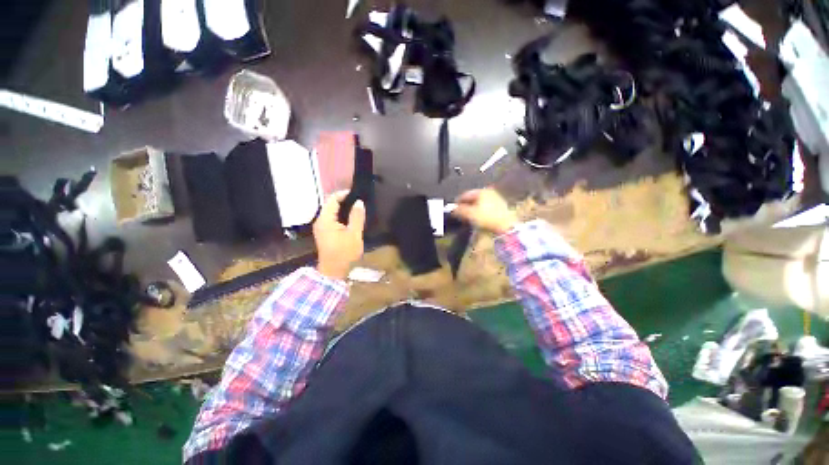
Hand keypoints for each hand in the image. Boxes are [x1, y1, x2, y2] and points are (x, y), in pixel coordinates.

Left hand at [314, 192, 365, 279]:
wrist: (334, 272)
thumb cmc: (344, 253)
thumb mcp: (354, 234)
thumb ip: (357, 217)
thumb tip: (359, 202)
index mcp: (325, 219)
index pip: (332, 199)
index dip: (344, 194)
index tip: (357, 194)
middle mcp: (320, 221)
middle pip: (330, 204)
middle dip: (344, 200)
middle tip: (359, 200)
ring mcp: (321, 227)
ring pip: (331, 211)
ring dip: (342, 207)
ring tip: (357, 207)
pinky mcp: (324, 233)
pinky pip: (331, 218)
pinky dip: (340, 215)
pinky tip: (351, 218)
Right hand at [452, 188, 517, 233]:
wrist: (506, 226)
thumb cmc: (487, 218)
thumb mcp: (470, 214)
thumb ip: (459, 210)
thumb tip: (452, 209)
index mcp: (481, 191)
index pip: (465, 195)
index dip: (457, 202)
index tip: (453, 209)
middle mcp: (489, 192)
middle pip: (472, 198)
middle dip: (465, 206)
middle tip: (460, 214)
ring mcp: (496, 199)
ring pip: (479, 203)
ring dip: (472, 209)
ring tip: (468, 217)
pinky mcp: (500, 207)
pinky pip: (486, 208)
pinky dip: (480, 212)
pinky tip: (478, 219)